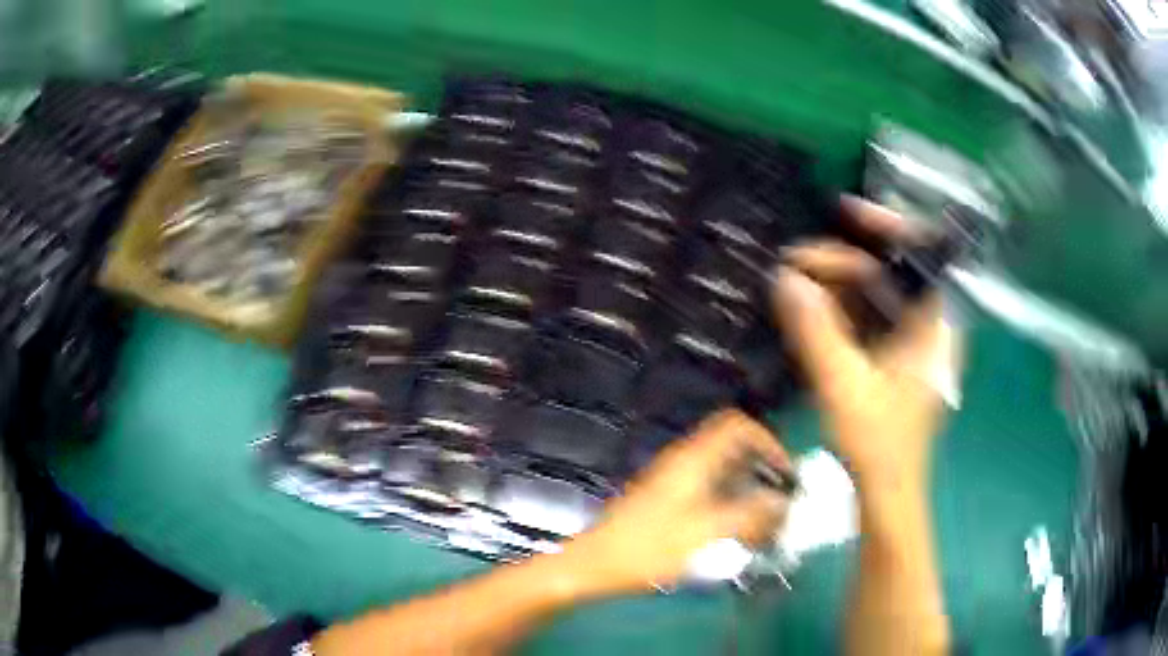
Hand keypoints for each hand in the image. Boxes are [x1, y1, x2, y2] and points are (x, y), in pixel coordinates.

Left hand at [561, 409, 792, 595]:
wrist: (596, 564)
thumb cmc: (649, 548)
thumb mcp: (705, 534)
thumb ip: (749, 515)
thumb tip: (782, 502)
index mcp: (693, 459)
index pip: (737, 425)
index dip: (767, 440)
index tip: (785, 471)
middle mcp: (684, 461)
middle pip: (733, 448)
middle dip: (761, 469)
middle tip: (779, 499)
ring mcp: (673, 480)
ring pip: (721, 471)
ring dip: (746, 489)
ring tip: (763, 521)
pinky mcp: (667, 499)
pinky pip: (708, 490)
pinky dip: (728, 502)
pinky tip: (734, 532)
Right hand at [772, 196, 961, 497]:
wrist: (887, 494)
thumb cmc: (879, 444)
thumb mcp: (844, 386)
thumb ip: (816, 330)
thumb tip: (785, 279)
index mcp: (932, 327)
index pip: (921, 256)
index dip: (887, 226)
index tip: (845, 213)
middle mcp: (926, 327)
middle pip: (888, 275)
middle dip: (841, 264)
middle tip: (792, 266)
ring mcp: (910, 344)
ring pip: (874, 298)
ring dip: (833, 289)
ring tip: (790, 286)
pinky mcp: (893, 360)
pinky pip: (867, 321)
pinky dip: (837, 313)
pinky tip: (806, 313)